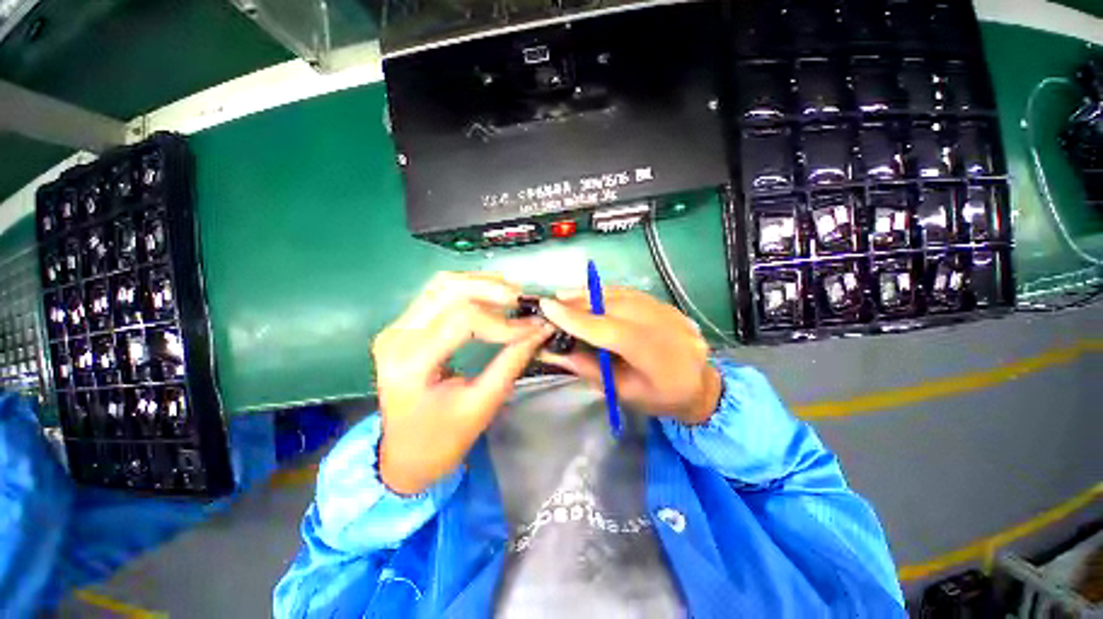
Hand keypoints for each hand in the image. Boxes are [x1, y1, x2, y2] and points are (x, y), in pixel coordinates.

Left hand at [373, 272, 552, 494]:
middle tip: (526, 302)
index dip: (505, 322)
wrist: (404, 454)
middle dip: (495, 291)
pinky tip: (493, 297)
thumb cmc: (442, 440)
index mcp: (410, 363)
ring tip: (513, 297)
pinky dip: (470, 289)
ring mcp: (396, 326)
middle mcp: (396, 335)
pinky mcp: (404, 325)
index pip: (463, 320)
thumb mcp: (482, 404)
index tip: (535, 327)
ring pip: (444, 284)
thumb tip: (541, 330)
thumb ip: (512, 362)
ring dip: (483, 284)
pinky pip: (439, 292)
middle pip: (450, 290)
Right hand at [537, 288, 721, 425]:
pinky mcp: (667, 305)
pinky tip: (591, 295)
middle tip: (554, 301)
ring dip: (591, 294)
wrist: (701, 386)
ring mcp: (669, 311)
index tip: (548, 306)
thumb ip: (589, 369)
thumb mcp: (622, 392)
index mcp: (656, 357)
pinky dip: (607, 293)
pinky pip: (632, 293)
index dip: (576, 319)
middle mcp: (665, 327)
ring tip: (566, 295)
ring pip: (622, 294)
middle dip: (580, 302)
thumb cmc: (660, 398)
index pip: (609, 331)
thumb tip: (554, 352)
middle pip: (614, 306)